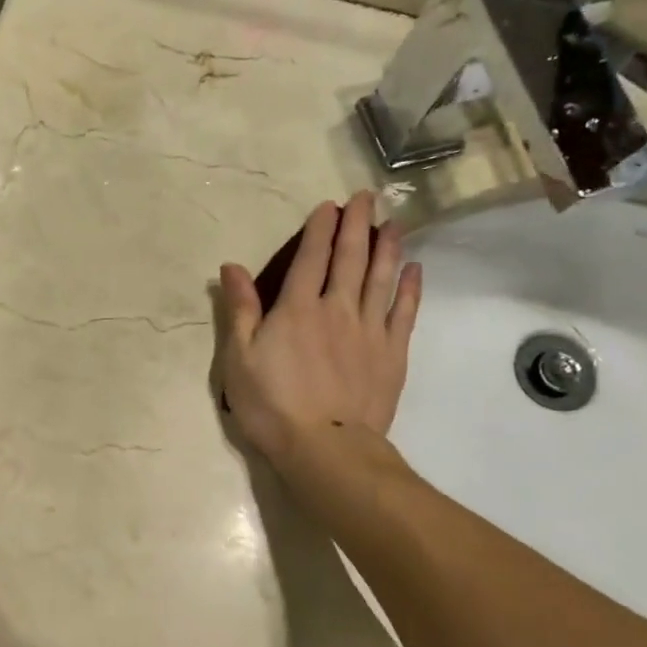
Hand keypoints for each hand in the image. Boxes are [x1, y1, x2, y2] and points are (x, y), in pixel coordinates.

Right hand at [217, 191, 422, 465]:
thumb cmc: (272, 406)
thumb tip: (230, 267)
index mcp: (297, 308)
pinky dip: (410, 288)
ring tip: (394, 222)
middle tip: (366, 197)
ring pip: (382, 278)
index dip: (319, 228)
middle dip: (357, 224)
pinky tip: (415, 269)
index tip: (329, 205)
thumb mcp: (239, 359)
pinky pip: (404, 312)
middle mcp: (337, 309)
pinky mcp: (392, 354)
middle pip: (350, 258)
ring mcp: (369, 330)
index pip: (311, 258)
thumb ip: (239, 310)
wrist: (326, 448)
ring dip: (388, 247)